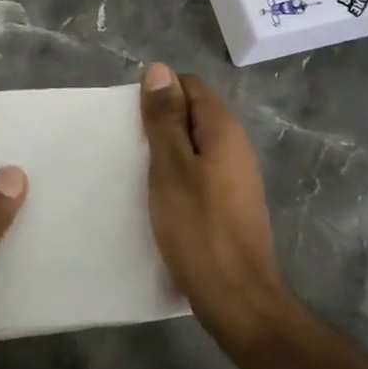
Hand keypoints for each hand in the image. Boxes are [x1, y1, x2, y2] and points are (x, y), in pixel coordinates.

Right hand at [140, 63, 293, 352]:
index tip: (133, 119)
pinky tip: (160, 196)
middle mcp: (236, 145)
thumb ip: (164, 118)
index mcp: (223, 129)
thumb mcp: (170, 167)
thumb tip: (159, 70)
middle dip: (161, 121)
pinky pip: (201, 170)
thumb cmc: (198, 228)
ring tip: (138, 170)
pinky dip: (179, 174)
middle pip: (194, 113)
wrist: (238, 298)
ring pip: (196, 144)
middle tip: (129, 145)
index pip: (190, 85)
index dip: (159, 93)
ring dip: (168, 150)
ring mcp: (237, 176)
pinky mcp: (232, 202)